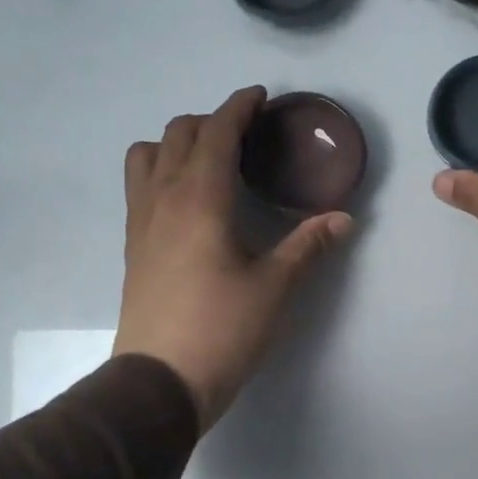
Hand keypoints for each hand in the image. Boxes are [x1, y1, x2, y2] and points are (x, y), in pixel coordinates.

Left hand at [114, 87, 355, 429]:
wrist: (160, 381)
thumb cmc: (222, 329)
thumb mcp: (275, 287)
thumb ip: (308, 246)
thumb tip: (344, 219)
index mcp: (200, 198)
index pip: (217, 133)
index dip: (239, 108)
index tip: (260, 97)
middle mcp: (163, 198)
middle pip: (178, 133)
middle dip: (212, 122)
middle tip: (246, 136)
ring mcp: (140, 221)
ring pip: (146, 154)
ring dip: (176, 143)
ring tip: (209, 162)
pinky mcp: (132, 246)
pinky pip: (139, 186)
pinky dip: (161, 171)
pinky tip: (188, 201)